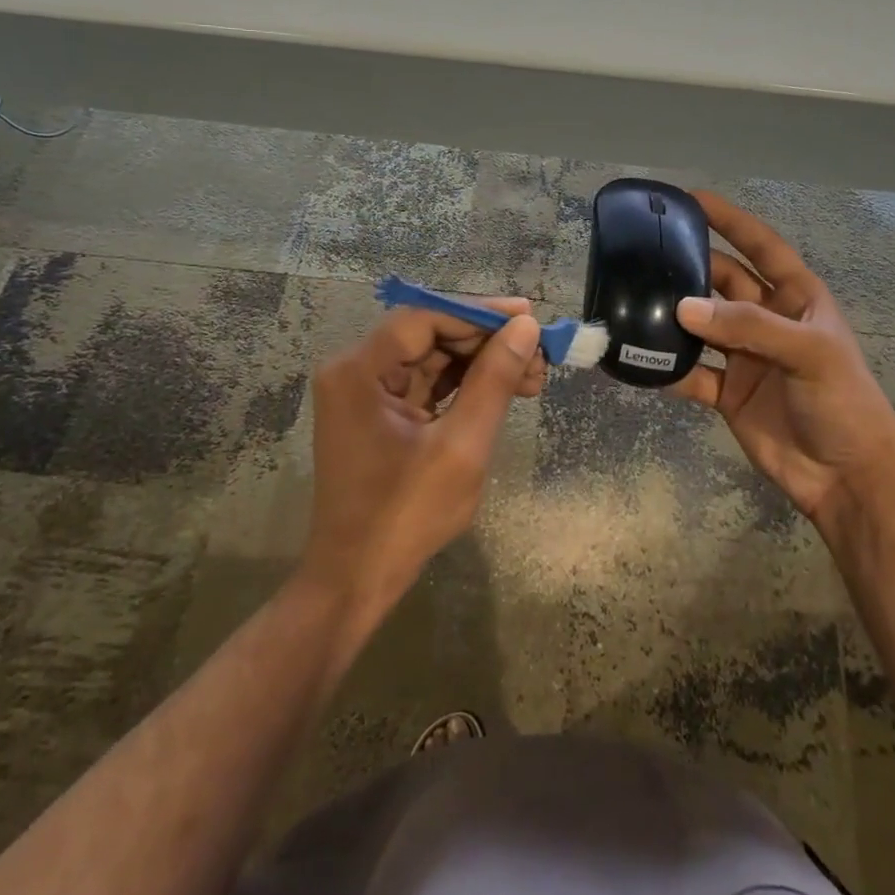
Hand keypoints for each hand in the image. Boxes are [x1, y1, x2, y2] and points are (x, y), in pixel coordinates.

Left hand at [302, 302, 545, 625]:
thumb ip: (494, 381)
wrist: (356, 581)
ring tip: (533, 376)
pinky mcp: (379, 414)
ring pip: (433, 358)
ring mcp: (364, 393)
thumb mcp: (461, 446)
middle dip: (486, 343)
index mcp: (359, 370)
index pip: (425, 318)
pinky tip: (505, 390)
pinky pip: (426, 384)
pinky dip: (464, 386)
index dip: (479, 313)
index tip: (528, 318)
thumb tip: (526, 329)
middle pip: (429, 335)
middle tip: (539, 355)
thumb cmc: (405, 516)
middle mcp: (355, 371)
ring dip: (481, 364)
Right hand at [671, 191, 894, 523]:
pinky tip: (639, 360)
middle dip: (690, 267)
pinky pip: (691, 373)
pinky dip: (668, 368)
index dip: (730, 220)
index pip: (761, 246)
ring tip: (633, 301)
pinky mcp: (727, 392)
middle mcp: (767, 320)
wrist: (847, 478)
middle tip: (647, 255)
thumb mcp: (808, 353)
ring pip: (701, 326)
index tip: (691, 200)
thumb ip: (748, 326)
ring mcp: (745, 356)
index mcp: (797, 298)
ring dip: (673, 317)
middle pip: (722, 282)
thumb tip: (683, 307)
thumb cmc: (843, 402)